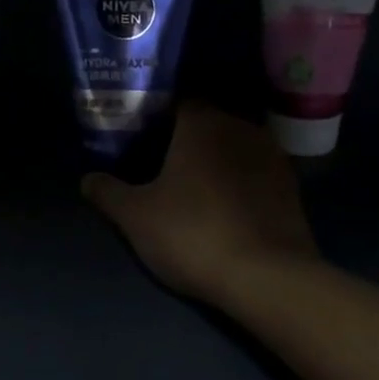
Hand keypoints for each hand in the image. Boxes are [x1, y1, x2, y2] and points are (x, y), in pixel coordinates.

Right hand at [82, 102, 316, 304]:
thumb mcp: (135, 217)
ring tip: (191, 187)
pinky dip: (238, 182)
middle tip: (158, 164)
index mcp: (202, 123)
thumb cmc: (192, 234)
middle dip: (183, 139)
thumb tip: (87, 179)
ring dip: (214, 161)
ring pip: (233, 148)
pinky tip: (223, 207)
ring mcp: (272, 156)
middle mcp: (241, 128)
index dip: (155, 117)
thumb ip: (108, 192)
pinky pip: (254, 173)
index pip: (176, 102)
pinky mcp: (291, 187)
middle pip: (206, 123)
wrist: (268, 278)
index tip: (138, 137)